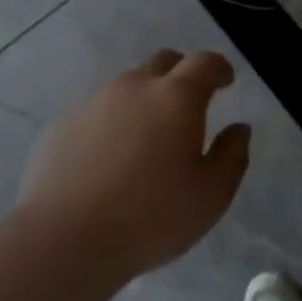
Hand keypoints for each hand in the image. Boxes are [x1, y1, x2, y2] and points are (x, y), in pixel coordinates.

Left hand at [16, 49, 250, 279]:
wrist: (65, 238)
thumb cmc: (150, 217)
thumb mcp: (211, 196)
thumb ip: (232, 156)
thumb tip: (238, 129)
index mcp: (176, 97)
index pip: (204, 63)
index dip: (219, 68)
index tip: (225, 81)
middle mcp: (134, 86)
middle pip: (163, 62)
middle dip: (181, 74)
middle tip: (189, 102)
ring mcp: (93, 101)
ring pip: (127, 85)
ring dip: (144, 99)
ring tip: (146, 136)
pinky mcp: (62, 123)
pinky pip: (96, 111)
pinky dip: (111, 122)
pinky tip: (108, 157)